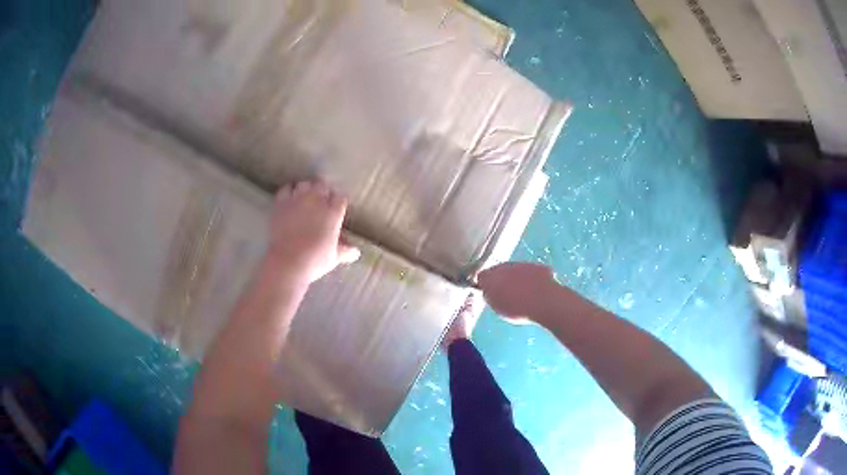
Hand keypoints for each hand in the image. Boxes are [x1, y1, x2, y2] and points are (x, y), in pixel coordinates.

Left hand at [267, 181, 359, 284]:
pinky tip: (289, 199)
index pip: (341, 198)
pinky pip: (286, 189)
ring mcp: (298, 200)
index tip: (336, 208)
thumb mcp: (334, 257)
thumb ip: (345, 251)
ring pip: (305, 184)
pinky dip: (289, 192)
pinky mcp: (281, 203)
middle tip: (321, 202)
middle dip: (323, 192)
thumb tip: (356, 252)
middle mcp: (317, 201)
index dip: (338, 202)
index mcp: (333, 213)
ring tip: (305, 197)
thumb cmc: (315, 260)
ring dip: (306, 189)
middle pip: (323, 186)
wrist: (288, 261)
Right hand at [477, 262, 556, 321]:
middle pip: (499, 271)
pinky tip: (537, 292)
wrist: (544, 302)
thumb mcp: (497, 308)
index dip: (485, 285)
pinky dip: (533, 279)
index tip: (490, 294)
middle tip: (507, 295)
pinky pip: (532, 272)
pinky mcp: (538, 266)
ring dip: (517, 279)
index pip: (482, 276)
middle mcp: (505, 266)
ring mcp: (522, 264)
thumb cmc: (517, 309)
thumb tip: (489, 292)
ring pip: (516, 270)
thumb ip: (491, 297)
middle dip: (502, 280)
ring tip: (524, 295)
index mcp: (491, 277)